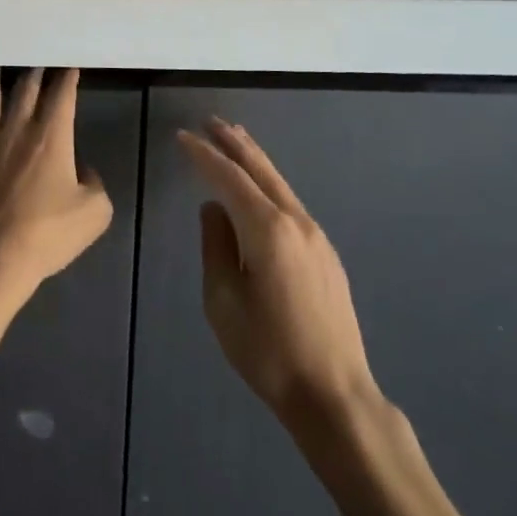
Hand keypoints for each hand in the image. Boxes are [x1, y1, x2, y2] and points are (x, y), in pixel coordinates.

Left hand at [0, 69, 112, 302]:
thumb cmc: (49, 234)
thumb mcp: (94, 212)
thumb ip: (94, 184)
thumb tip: (82, 172)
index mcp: (51, 138)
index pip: (61, 96)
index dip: (66, 78)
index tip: (69, 66)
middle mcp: (16, 133)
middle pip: (24, 91)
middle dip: (33, 73)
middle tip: (36, 62)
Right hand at [178, 117, 382, 425]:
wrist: (334, 393)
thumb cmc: (268, 351)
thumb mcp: (222, 300)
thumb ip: (215, 246)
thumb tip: (213, 209)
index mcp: (267, 229)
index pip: (229, 178)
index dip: (203, 155)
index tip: (182, 137)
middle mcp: (296, 221)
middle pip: (261, 170)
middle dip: (234, 143)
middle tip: (210, 121)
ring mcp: (316, 236)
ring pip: (279, 183)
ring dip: (254, 159)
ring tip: (233, 139)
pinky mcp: (326, 254)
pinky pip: (290, 204)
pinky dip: (269, 184)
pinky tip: (259, 188)